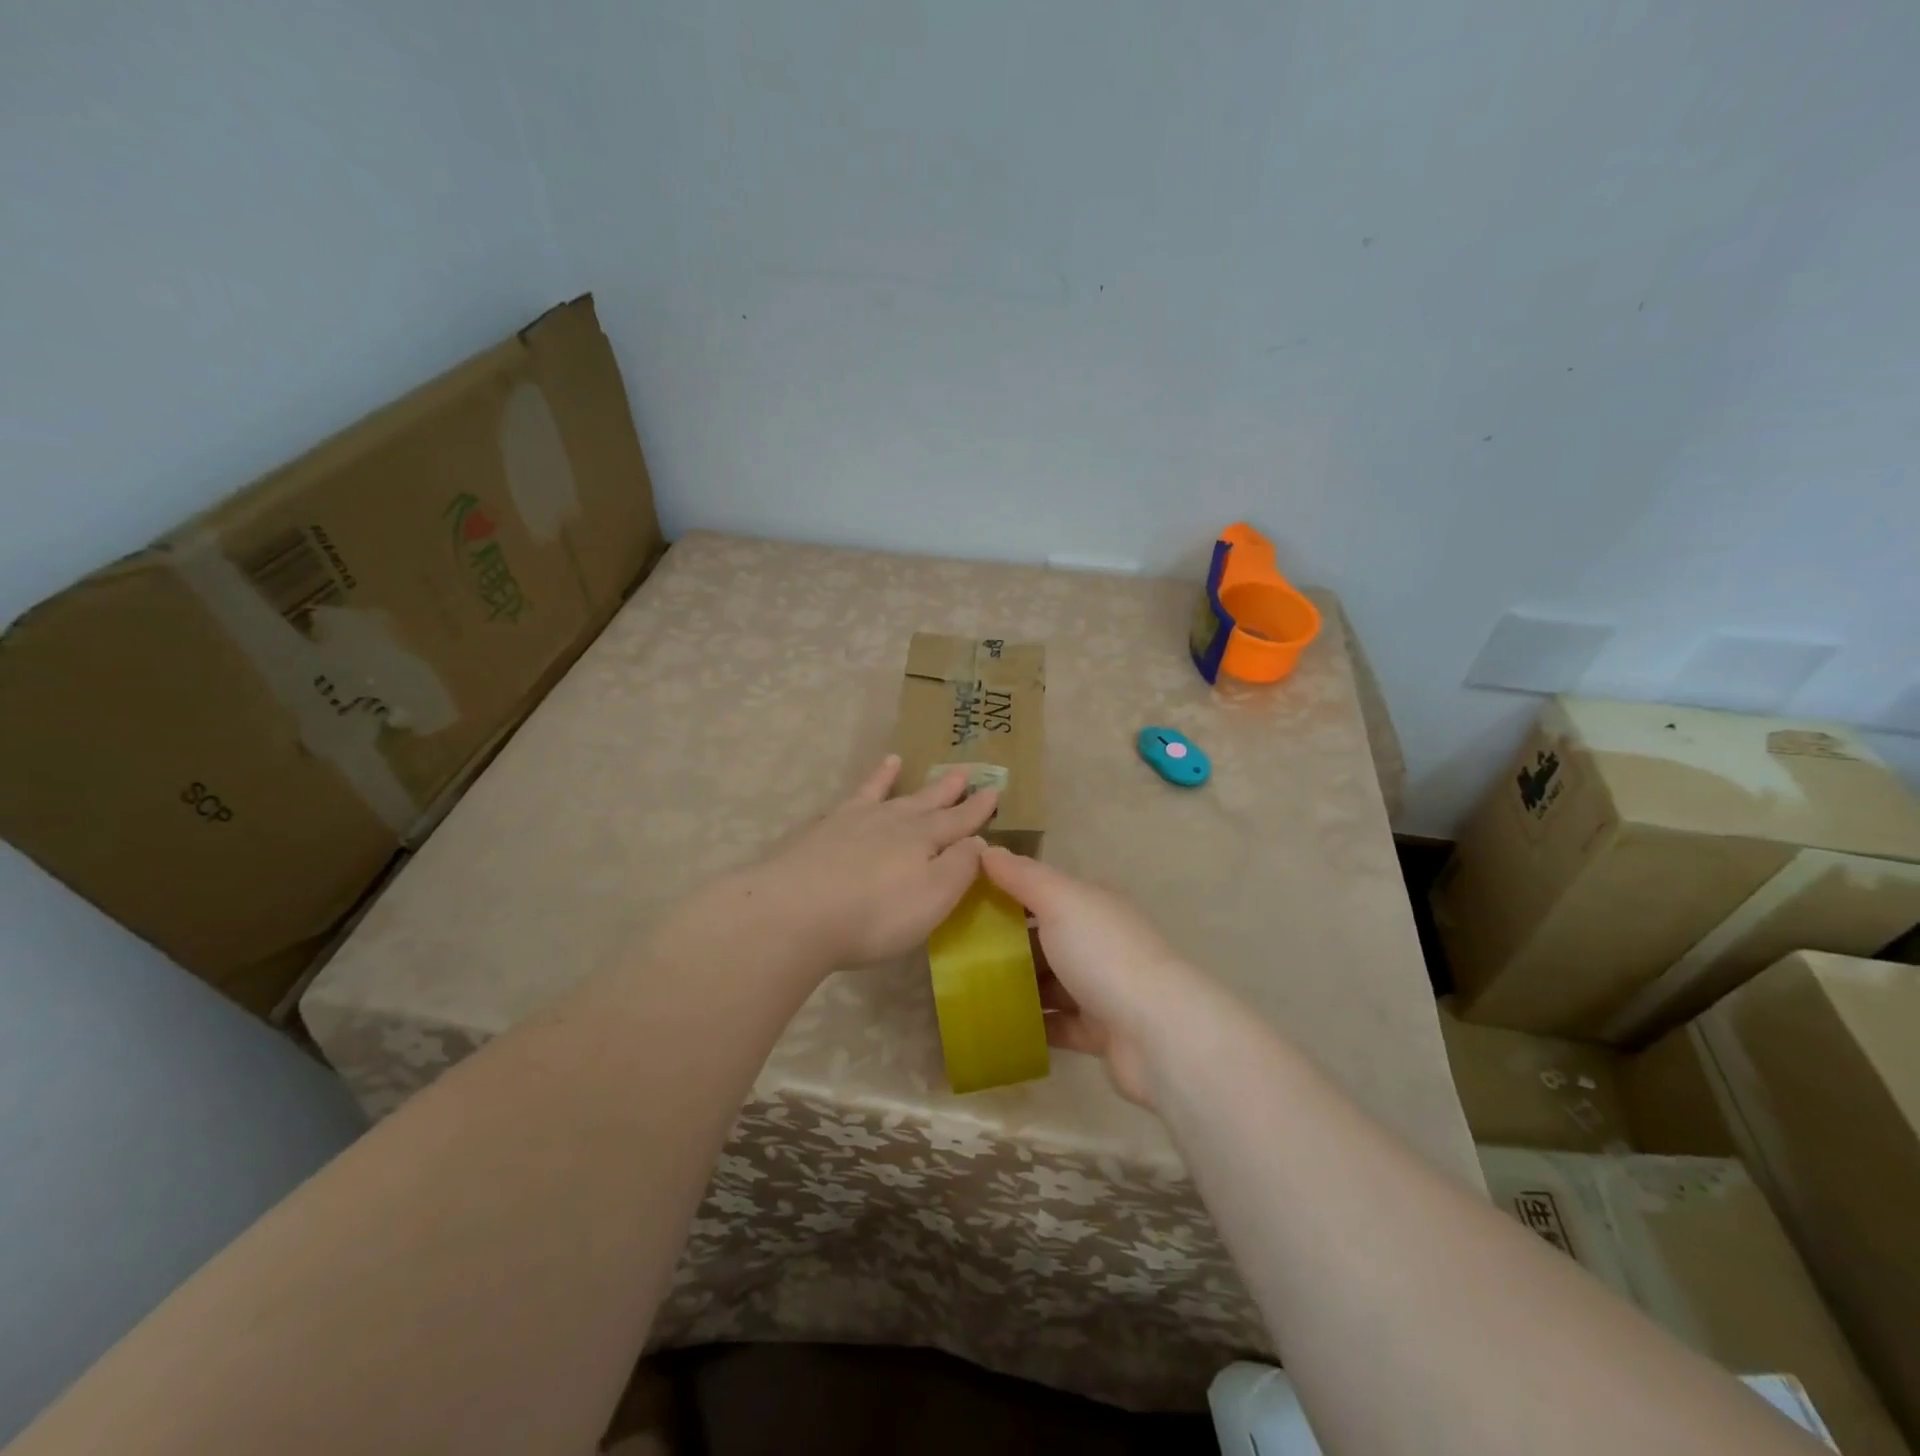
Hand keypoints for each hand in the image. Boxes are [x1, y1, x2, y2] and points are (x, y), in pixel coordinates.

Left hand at [742, 755, 998, 968]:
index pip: (958, 821)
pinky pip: (843, 805)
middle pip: (923, 802)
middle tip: (962, 771)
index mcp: (922, 839)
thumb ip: (960, 868)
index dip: (977, 809)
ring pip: (879, 794)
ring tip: (897, 760)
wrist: (795, 913)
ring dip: (890, 779)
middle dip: (944, 790)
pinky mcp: (818, 834)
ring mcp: (850, 823)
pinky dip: (849, 798)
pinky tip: (849, 797)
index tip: (994, 790)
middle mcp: (890, 822)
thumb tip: (978, 841)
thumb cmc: (874, 915)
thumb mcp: (933, 897)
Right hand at [981, 847, 1206, 1107]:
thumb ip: (1022, 876)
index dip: (1006, 893)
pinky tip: (995, 1025)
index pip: (1044, 891)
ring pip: (1050, 982)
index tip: (962, 903)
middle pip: (1044, 938)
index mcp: (1093, 905)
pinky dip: (1032, 1024)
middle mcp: (1099, 942)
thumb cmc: (1104, 954)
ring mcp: (1102, 988)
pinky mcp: (1099, 1032)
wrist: (1158, 1032)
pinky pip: (1057, 1024)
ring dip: (1017, 986)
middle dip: (1006, 944)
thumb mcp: (1060, 901)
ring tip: (967, 990)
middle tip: (957, 952)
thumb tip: (986, 848)